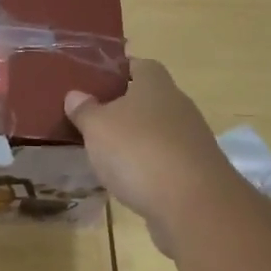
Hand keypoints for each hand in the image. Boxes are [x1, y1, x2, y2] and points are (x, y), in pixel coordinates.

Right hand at [64, 59, 236, 253]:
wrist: (193, 205)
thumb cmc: (139, 151)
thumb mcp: (97, 127)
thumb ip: (84, 110)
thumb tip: (75, 95)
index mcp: (156, 85)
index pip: (139, 65)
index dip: (117, 70)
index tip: (94, 81)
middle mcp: (178, 106)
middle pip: (148, 99)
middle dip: (122, 107)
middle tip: (91, 117)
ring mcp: (191, 141)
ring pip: (156, 131)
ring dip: (134, 139)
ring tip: (103, 151)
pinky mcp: (195, 173)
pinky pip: (163, 161)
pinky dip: (146, 167)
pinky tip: (126, 179)